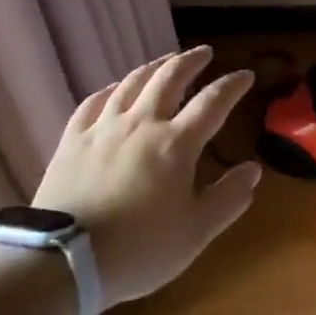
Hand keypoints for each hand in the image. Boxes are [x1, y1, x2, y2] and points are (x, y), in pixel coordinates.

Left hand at [35, 46, 261, 309]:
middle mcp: (142, 124)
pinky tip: (115, 89)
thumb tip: (253, 169)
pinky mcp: (72, 140)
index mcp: (177, 143)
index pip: (213, 102)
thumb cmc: (139, 249)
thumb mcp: (196, 232)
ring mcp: (104, 129)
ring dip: (154, 66)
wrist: (62, 262)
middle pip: (169, 78)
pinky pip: (94, 102)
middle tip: (205, 52)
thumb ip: (228, 198)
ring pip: (132, 82)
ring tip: (165, 61)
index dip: (232, 85)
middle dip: (191, 61)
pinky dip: (111, 89)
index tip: (246, 75)